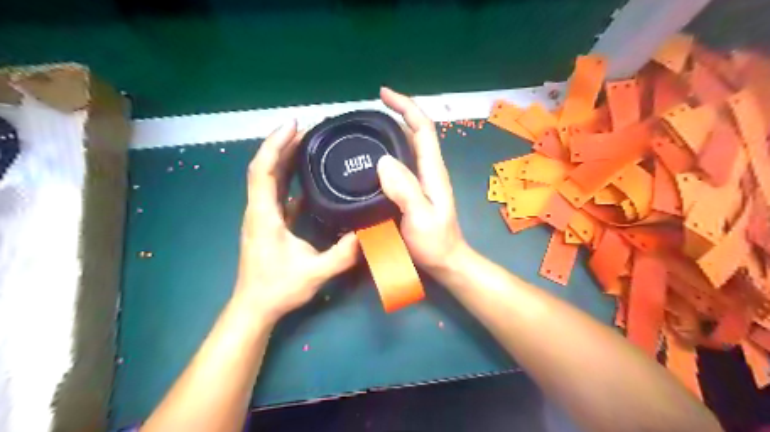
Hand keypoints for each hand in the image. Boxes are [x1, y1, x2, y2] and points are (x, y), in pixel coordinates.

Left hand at [234, 120, 357, 322]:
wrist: (255, 307)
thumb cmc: (278, 289)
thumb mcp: (315, 273)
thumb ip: (343, 254)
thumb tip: (368, 233)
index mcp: (264, 215)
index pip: (263, 170)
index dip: (275, 144)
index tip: (293, 126)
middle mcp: (259, 210)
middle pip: (265, 168)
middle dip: (282, 145)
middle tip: (307, 130)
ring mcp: (262, 216)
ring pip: (269, 179)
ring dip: (284, 159)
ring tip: (307, 145)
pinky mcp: (268, 223)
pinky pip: (276, 193)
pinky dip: (288, 178)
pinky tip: (306, 176)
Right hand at [377, 88, 465, 274]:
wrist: (445, 262)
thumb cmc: (435, 243)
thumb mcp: (420, 217)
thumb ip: (405, 190)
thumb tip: (383, 160)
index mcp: (432, 170)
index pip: (422, 128)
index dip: (405, 107)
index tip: (383, 94)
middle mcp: (428, 170)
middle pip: (415, 132)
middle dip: (396, 114)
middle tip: (368, 113)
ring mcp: (422, 181)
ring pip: (407, 147)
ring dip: (390, 132)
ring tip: (366, 130)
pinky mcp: (414, 191)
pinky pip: (400, 165)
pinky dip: (387, 153)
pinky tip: (371, 160)